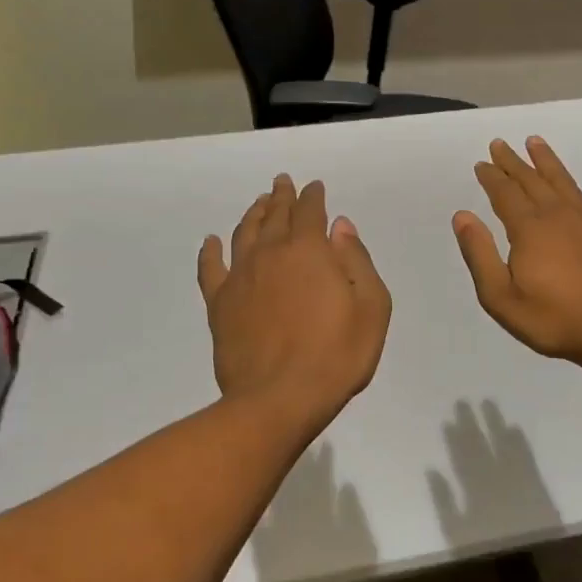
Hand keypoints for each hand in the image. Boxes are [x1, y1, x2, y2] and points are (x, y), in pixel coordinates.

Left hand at [198, 175, 391, 433]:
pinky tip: (212, 242)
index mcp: (310, 250)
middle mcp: (270, 253)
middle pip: (275, 215)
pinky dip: (210, 251)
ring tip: (259, 203)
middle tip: (283, 183)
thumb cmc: (337, 355)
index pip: (310, 211)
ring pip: (244, 233)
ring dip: (252, 213)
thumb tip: (340, 227)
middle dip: (282, 196)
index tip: (315, 187)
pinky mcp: (219, 304)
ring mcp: (240, 277)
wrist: (279, 398)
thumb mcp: (371, 308)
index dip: (314, 196)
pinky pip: (210, 268)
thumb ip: (357, 261)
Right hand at [452, 137, 581, 370]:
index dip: (491, 177)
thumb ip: (480, 255)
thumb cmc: (556, 319)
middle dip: (513, 162)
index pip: (505, 194)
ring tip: (535, 142)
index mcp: (530, 229)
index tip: (482, 163)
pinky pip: (581, 196)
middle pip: (532, 180)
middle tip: (500, 144)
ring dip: (545, 161)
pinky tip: (567, 187)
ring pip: (561, 181)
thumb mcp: (502, 298)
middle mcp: (558, 215)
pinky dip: (568, 182)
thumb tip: (462, 216)